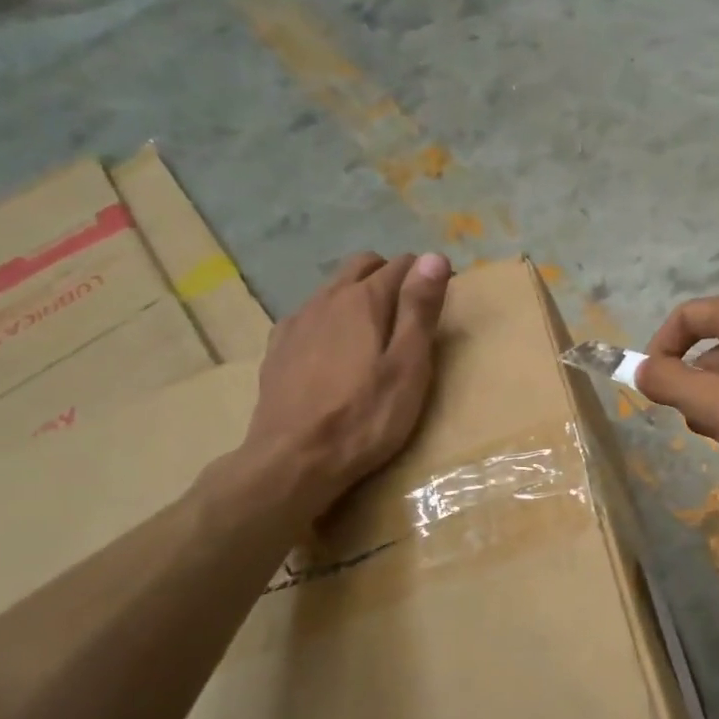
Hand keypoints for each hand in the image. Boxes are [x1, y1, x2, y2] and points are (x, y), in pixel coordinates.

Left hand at [226, 251, 451, 527]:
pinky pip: (310, 316)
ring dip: (359, 296)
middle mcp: (326, 299)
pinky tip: (334, 351)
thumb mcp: (409, 366)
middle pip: (362, 265)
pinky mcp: (278, 349)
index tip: (441, 298)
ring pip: (334, 289)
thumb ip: (420, 309)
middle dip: (390, 275)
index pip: (403, 266)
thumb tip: (435, 257)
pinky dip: (330, 320)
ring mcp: (297, 323)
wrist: (293, 461)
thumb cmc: (366, 417)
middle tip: (411, 310)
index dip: (426, 276)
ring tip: (376, 332)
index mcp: (364, 300)